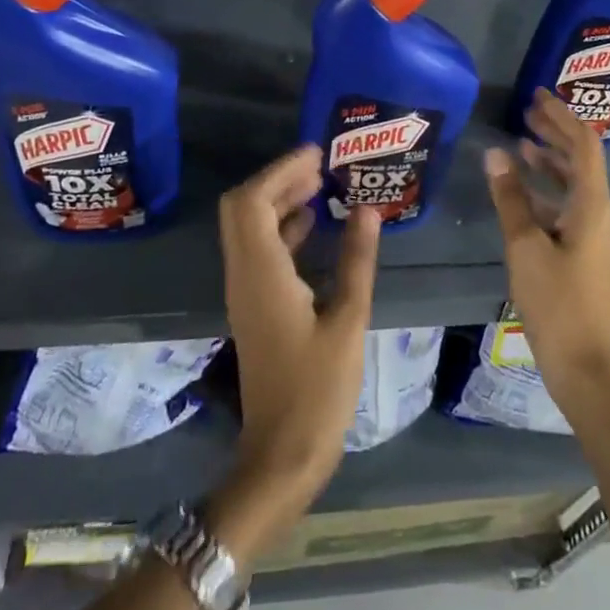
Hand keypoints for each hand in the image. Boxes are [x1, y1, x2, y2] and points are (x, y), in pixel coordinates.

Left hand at [213, 145, 379, 557]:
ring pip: (248, 228)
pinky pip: (259, 250)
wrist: (282, 455)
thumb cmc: (318, 390)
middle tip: (320, 165)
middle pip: (243, 208)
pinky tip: (312, 226)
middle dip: (277, 179)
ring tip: (320, 185)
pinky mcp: (254, 306)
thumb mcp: (348, 320)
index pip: (252, 202)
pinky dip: (281, 228)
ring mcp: (245, 292)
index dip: (280, 170)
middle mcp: (244, 275)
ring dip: (278, 201)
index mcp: (262, 274)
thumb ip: (356, 260)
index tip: (316, 153)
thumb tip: (367, 209)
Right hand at [485, 89, 609, 403]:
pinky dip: (546, 187)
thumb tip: (495, 152)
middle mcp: (599, 212)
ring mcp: (592, 233)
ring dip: (550, 158)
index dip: (563, 117)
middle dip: (556, 131)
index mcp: (592, 205)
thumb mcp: (525, 246)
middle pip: (581, 159)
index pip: (584, 145)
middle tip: (527, 110)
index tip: (538, 96)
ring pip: (574, 182)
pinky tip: (522, 188)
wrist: (584, 366)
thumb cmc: (556, 302)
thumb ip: (510, 197)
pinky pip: (567, 204)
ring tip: (521, 141)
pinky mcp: (582, 250)